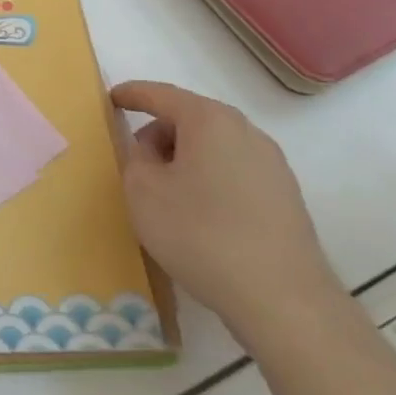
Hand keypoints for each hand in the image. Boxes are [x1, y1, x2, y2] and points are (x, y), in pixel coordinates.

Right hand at [110, 80, 340, 343]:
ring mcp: (272, 165)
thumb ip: (135, 157)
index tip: (110, 99)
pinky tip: (198, 215)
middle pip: (190, 119)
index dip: (131, 94)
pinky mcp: (285, 197)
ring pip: (213, 147)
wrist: (282, 299)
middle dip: (158, 133)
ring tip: (165, 195)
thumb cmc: (200, 233)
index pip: (161, 94)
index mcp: (209, 121)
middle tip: (135, 162)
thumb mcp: (143, 191)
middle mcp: (246, 132)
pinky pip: (233, 172)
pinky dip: (208, 179)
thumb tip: (149, 149)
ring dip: (184, 159)